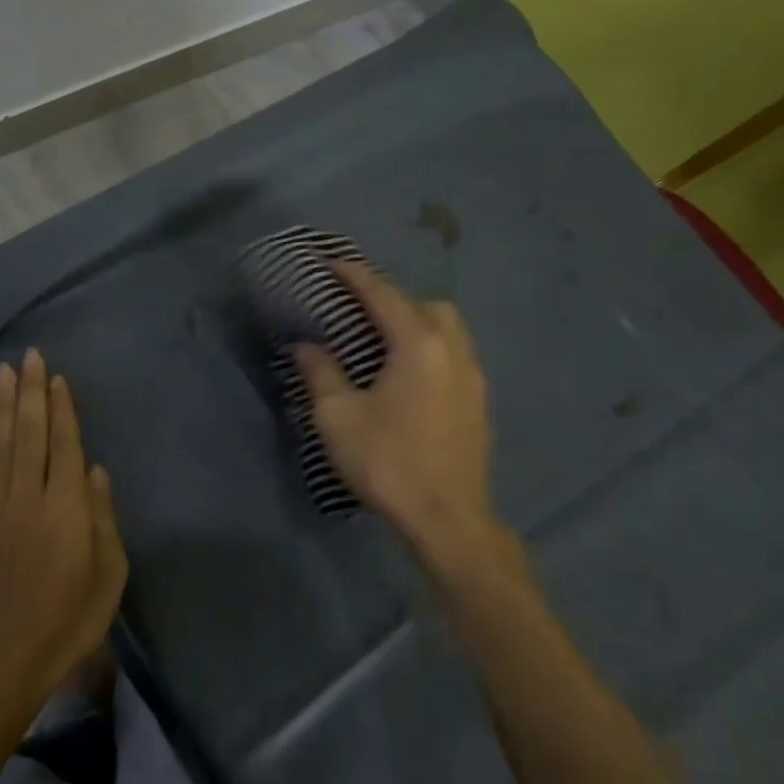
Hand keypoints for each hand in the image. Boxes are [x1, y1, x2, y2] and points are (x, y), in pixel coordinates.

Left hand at [0, 349, 128, 720]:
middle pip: (32, 434)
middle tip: (30, 355)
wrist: (7, 659)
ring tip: (4, 373)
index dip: (63, 408)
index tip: (58, 377)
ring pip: (2, 448)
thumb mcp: (109, 573)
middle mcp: (29, 496)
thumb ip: (103, 517)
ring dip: (3, 408)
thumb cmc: (71, 619)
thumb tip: (95, 471)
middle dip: (32, 392)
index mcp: (66, 506)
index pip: (65, 444)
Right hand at [293, 263, 528, 592]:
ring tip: (383, 339)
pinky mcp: (479, 402)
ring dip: (416, 321)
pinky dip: (430, 347)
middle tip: (359, 309)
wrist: (447, 519)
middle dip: (392, 297)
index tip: (333, 263)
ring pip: (448, 328)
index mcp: (418, 345)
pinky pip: (455, 354)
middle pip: (426, 304)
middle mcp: (454, 350)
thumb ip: (320, 372)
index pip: (384, 295)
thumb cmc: (387, 462)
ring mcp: (473, 377)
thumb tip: (305, 345)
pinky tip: (407, 374)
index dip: (356, 275)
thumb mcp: (338, 416)